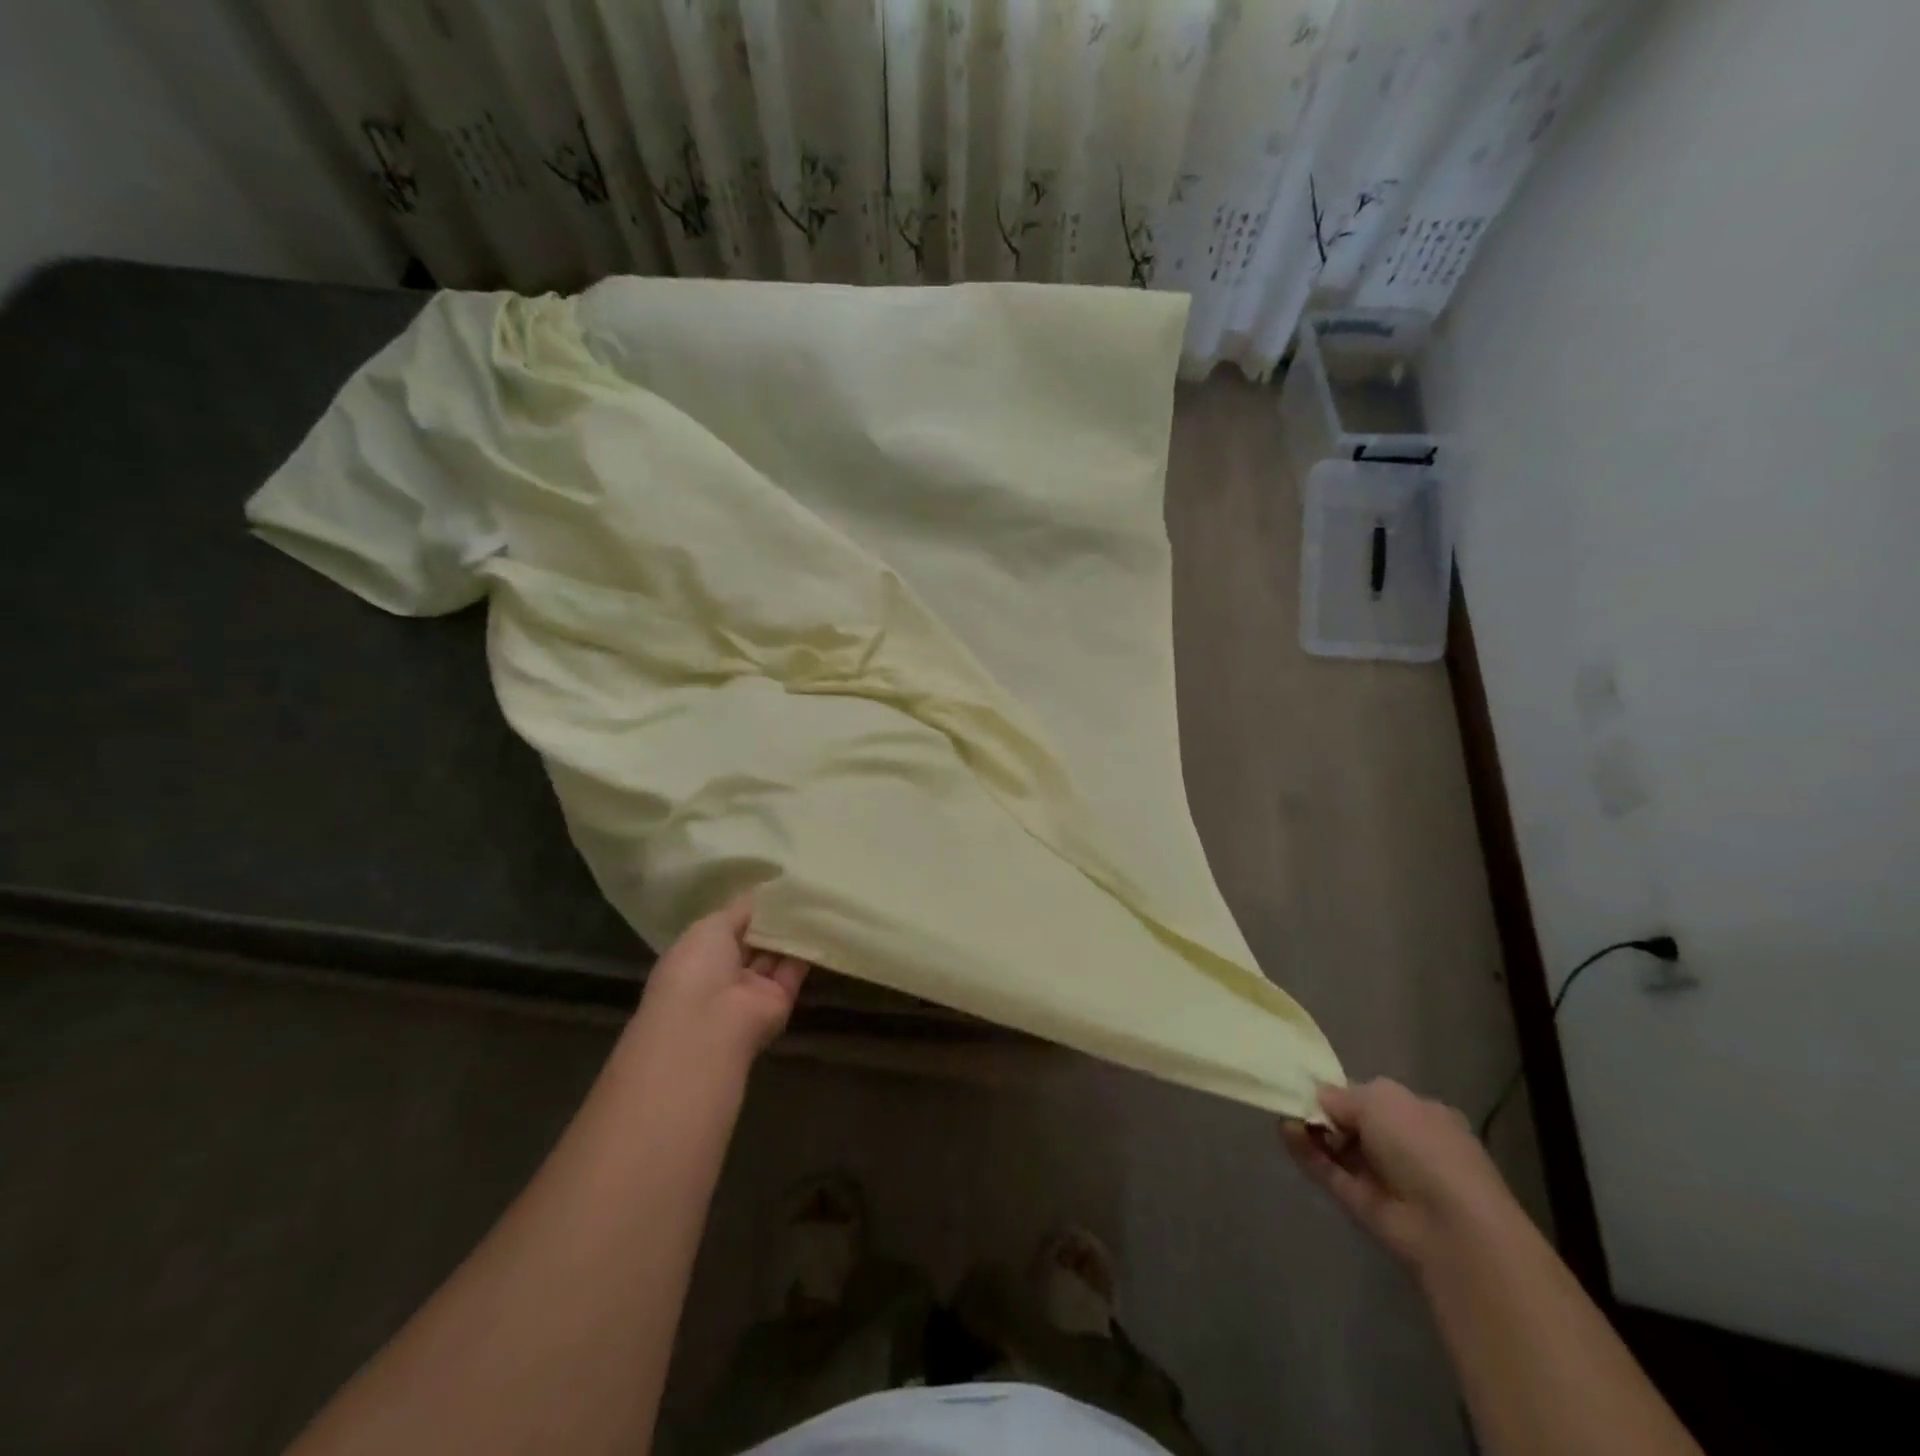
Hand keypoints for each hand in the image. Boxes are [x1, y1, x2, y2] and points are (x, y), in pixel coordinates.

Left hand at [630, 894, 809, 1074]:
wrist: (709, 1024)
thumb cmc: (696, 968)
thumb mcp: (710, 926)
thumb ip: (738, 910)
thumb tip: (760, 894)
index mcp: (698, 956)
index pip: (726, 928)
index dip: (746, 909)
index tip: (770, 887)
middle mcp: (725, 974)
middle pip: (754, 940)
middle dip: (771, 917)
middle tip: (797, 887)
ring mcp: (753, 989)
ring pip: (775, 953)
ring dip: (790, 930)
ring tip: (812, 897)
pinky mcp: (780, 999)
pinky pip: (795, 968)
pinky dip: (806, 947)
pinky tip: (821, 920)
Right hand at [1282, 1079, 1517, 1269]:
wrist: (1451, 1227)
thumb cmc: (1423, 1147)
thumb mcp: (1380, 1099)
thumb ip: (1342, 1096)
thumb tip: (1320, 1099)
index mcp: (1420, 1115)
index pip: (1373, 1099)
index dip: (1342, 1093)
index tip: (1310, 1087)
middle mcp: (1405, 1145)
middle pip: (1354, 1124)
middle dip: (1323, 1113)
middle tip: (1294, 1103)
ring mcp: (1385, 1178)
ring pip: (1340, 1149)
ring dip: (1311, 1132)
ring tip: (1283, 1117)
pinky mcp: (1365, 1205)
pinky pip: (1331, 1173)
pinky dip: (1308, 1154)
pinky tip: (1285, 1134)